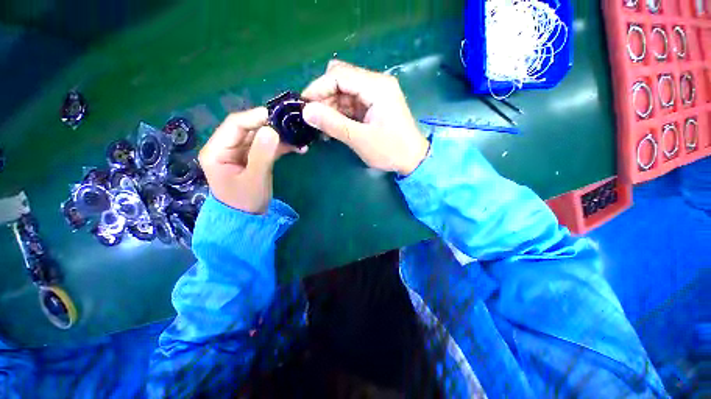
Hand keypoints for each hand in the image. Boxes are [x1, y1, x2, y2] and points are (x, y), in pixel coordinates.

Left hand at [198, 107, 303, 213]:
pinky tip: (297, 147)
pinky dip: (281, 146)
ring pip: (260, 136)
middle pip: (249, 128)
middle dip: (272, 126)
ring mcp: (240, 152)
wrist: (247, 219)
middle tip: (294, 126)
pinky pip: (266, 146)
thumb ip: (262, 155)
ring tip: (299, 139)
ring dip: (280, 137)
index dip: (257, 117)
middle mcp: (226, 146)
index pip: (235, 124)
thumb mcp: (255, 179)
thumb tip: (272, 130)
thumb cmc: (246, 202)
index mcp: (217, 150)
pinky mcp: (252, 157)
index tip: (280, 116)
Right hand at [301, 60, 428, 175]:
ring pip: (344, 92)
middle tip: (312, 119)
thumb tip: (306, 111)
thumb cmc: (390, 150)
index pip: (339, 75)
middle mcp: (376, 84)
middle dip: (324, 97)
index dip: (318, 88)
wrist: (412, 160)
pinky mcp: (374, 106)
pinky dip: (340, 113)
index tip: (303, 105)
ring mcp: (376, 95)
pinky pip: (351, 103)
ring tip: (321, 127)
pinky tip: (333, 127)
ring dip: (331, 107)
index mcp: (376, 87)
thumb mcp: (360, 139)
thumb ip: (333, 124)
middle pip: (341, 80)